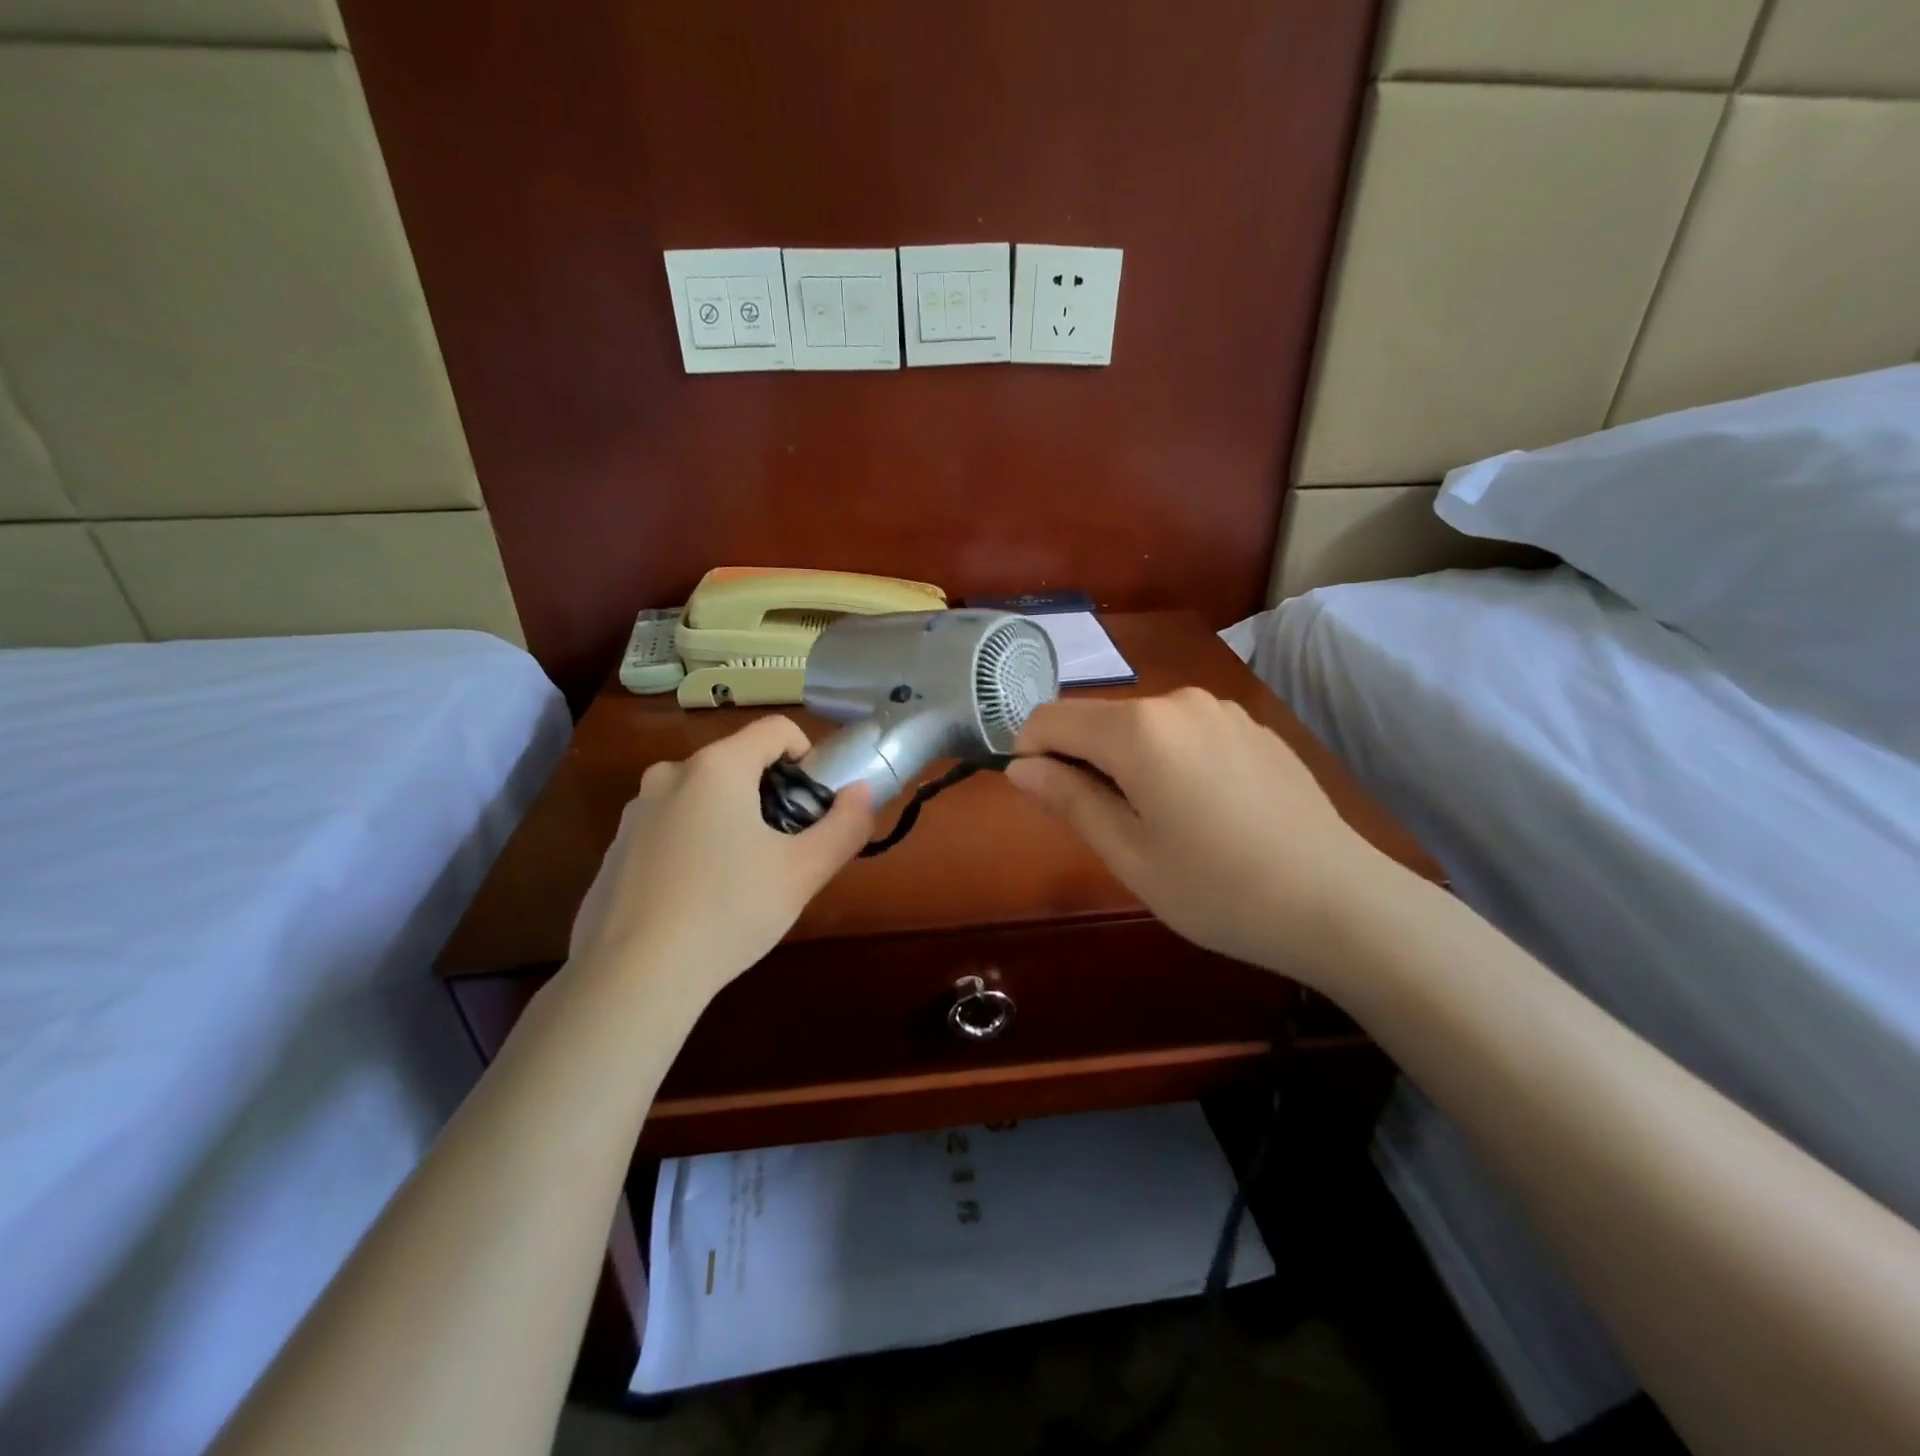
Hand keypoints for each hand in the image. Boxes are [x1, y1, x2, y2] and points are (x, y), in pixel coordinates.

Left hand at [567, 717, 874, 1002]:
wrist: (633, 977)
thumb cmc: (729, 912)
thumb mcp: (803, 872)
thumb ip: (845, 825)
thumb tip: (862, 792)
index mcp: (717, 767)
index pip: (776, 729)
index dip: (807, 755)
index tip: (814, 802)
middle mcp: (670, 775)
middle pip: (737, 762)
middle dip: (768, 794)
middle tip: (783, 848)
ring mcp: (635, 812)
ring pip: (701, 796)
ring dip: (729, 819)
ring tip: (740, 879)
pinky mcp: (615, 849)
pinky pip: (669, 828)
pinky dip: (693, 845)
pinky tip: (696, 899)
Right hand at [1004, 689, 1388, 986]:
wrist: (1341, 902)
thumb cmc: (1219, 889)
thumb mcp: (1130, 855)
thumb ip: (1069, 800)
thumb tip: (1020, 767)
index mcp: (1138, 730)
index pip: (1052, 718)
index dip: (1030, 753)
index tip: (1042, 800)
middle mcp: (1178, 702)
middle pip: (1098, 719)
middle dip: (1081, 762)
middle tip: (1105, 828)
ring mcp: (1221, 710)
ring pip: (1142, 727)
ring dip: (1126, 763)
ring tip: (1159, 824)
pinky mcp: (1252, 727)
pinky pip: (1185, 733)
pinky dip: (1169, 760)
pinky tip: (1204, 812)